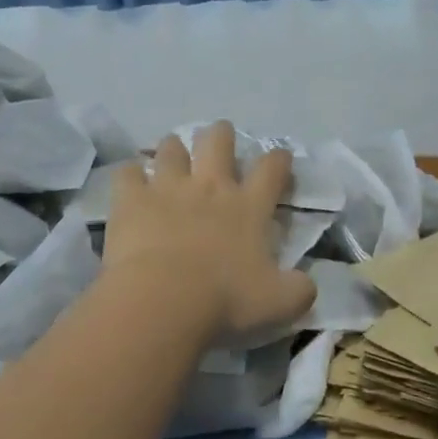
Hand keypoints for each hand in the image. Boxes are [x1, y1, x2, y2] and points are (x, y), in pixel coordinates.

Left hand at [102, 121, 315, 348]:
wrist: (163, 301)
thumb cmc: (225, 299)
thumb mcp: (278, 303)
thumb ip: (299, 290)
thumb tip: (308, 285)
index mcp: (249, 207)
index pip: (271, 169)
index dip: (278, 159)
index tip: (280, 158)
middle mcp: (211, 187)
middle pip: (218, 141)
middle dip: (221, 135)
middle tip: (219, 141)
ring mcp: (169, 188)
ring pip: (172, 148)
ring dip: (174, 149)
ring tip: (173, 157)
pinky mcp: (132, 200)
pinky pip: (128, 173)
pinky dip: (131, 174)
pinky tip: (131, 182)